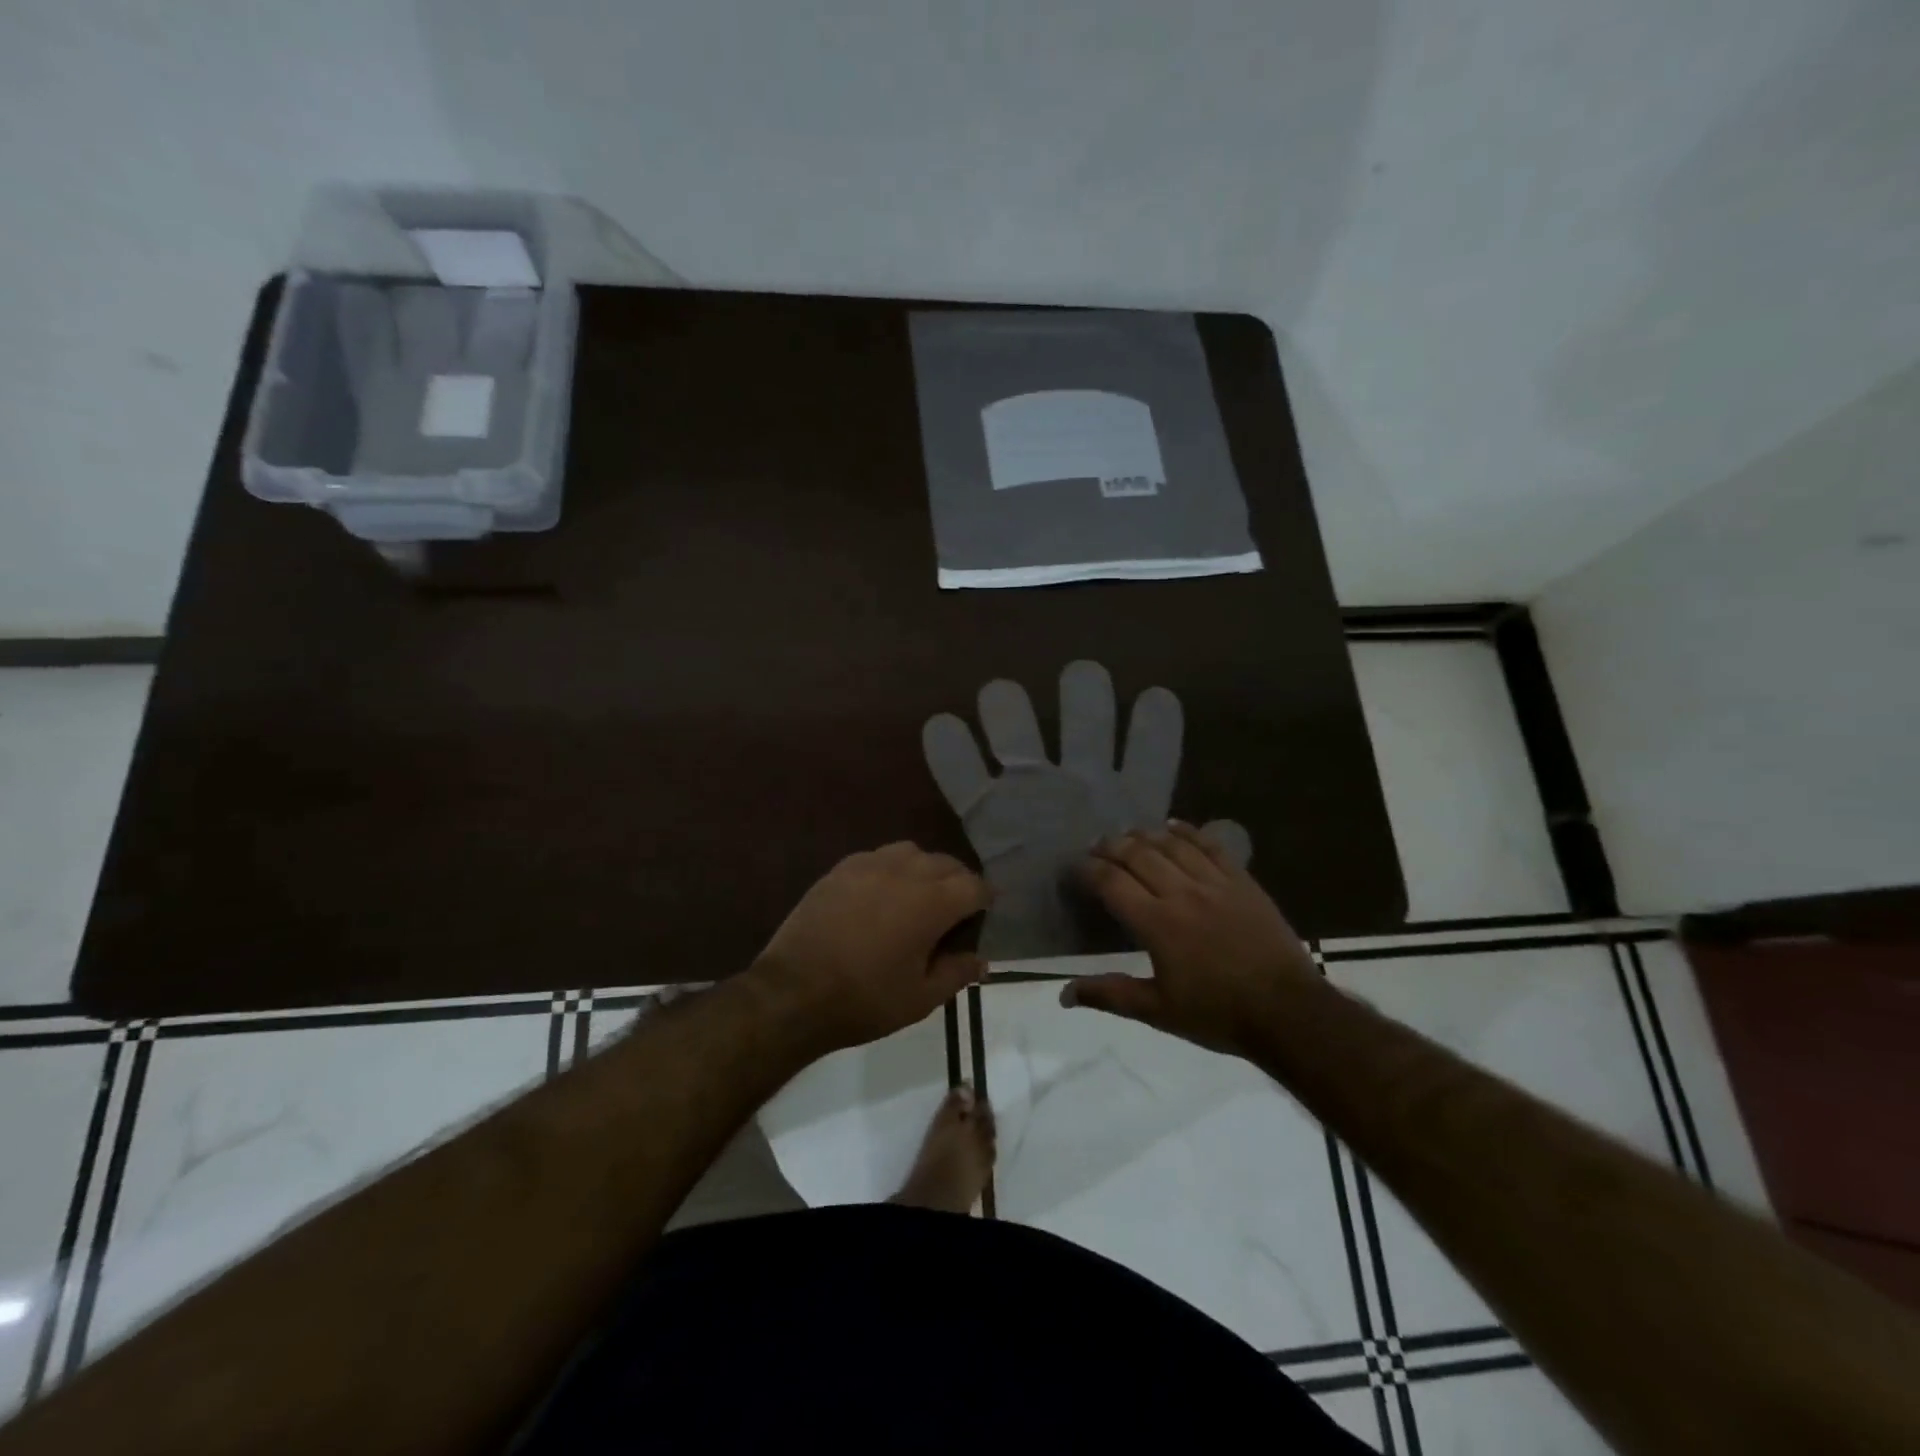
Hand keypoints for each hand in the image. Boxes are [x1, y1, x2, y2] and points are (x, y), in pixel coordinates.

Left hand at [751, 842, 989, 1053]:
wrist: (793, 992)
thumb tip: (981, 960)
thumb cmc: (864, 999)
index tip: (982, 915)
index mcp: (932, 903)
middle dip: (958, 882)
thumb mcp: (920, 999)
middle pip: (946, 863)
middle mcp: (905, 872)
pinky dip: (890, 869)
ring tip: (917, 896)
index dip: (985, 900)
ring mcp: (869, 865)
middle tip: (953, 912)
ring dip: (924, 869)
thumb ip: (957, 973)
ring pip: (911, 852)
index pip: (974, 886)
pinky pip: (877, 856)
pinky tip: (881, 894)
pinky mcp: (840, 869)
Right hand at [1062, 821, 1317, 1056]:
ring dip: (1144, 835)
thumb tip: (1063, 993)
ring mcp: (1215, 883)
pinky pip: (1210, 846)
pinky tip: (1174, 826)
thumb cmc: (1218, 1014)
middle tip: (1097, 846)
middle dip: (1111, 846)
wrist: (1288, 1012)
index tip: (1075, 867)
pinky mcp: (1241, 881)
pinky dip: (1188, 832)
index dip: (1088, 870)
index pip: (1112, 883)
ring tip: (1128, 835)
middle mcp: (1181, 893)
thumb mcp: (1158, 1012)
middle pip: (1137, 855)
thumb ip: (1110, 995)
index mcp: (1157, 924)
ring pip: (1171, 845)